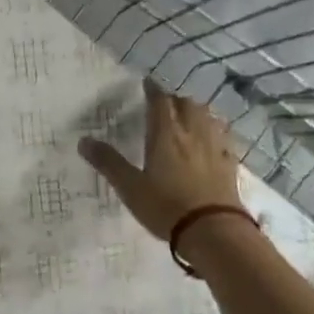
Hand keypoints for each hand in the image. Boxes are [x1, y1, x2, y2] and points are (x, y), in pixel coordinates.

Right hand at [80, 78, 243, 241]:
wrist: (213, 230)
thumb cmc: (166, 207)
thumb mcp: (130, 187)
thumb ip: (108, 163)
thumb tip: (83, 141)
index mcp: (166, 135)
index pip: (160, 102)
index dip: (152, 90)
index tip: (147, 83)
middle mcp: (192, 134)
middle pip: (187, 104)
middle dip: (175, 99)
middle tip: (165, 102)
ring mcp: (214, 148)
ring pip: (207, 117)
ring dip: (196, 110)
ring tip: (188, 114)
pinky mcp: (229, 164)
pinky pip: (223, 138)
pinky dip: (215, 131)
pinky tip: (214, 139)